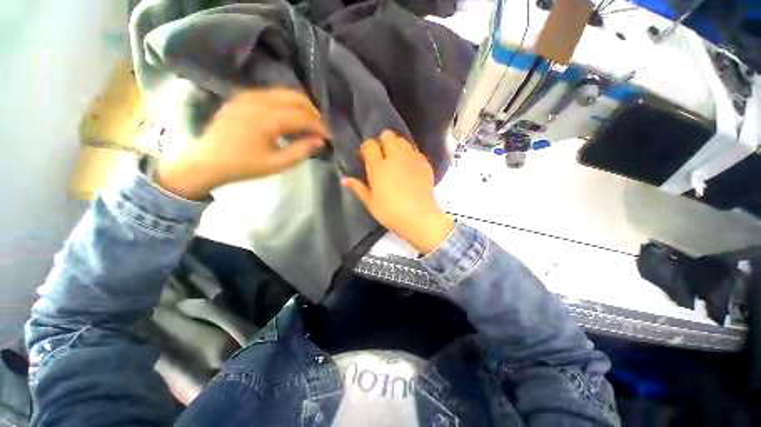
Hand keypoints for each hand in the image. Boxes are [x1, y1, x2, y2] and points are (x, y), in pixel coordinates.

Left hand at [156, 88, 329, 199]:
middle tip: (321, 128)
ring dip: (300, 106)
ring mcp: (248, 95)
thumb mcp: (277, 163)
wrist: (207, 162)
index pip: (303, 116)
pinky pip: (271, 94)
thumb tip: (320, 141)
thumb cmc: (244, 166)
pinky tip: (289, 118)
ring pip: (284, 93)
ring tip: (309, 123)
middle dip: (313, 112)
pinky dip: (286, 104)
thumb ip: (302, 150)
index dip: (319, 126)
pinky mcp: (242, 97)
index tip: (330, 136)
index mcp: (266, 118)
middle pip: (295, 97)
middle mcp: (258, 100)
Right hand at [342, 131, 453, 254]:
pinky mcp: (425, 163)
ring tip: (396, 160)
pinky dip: (409, 155)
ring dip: (396, 146)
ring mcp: (412, 158)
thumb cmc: (391, 212)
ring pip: (402, 140)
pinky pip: (415, 151)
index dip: (366, 148)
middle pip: (387, 135)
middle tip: (382, 156)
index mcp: (378, 167)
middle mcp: (395, 157)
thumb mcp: (371, 203)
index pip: (369, 144)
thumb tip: (344, 179)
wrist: (420, 218)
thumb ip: (358, 187)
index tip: (366, 157)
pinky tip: (409, 167)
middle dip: (382, 141)